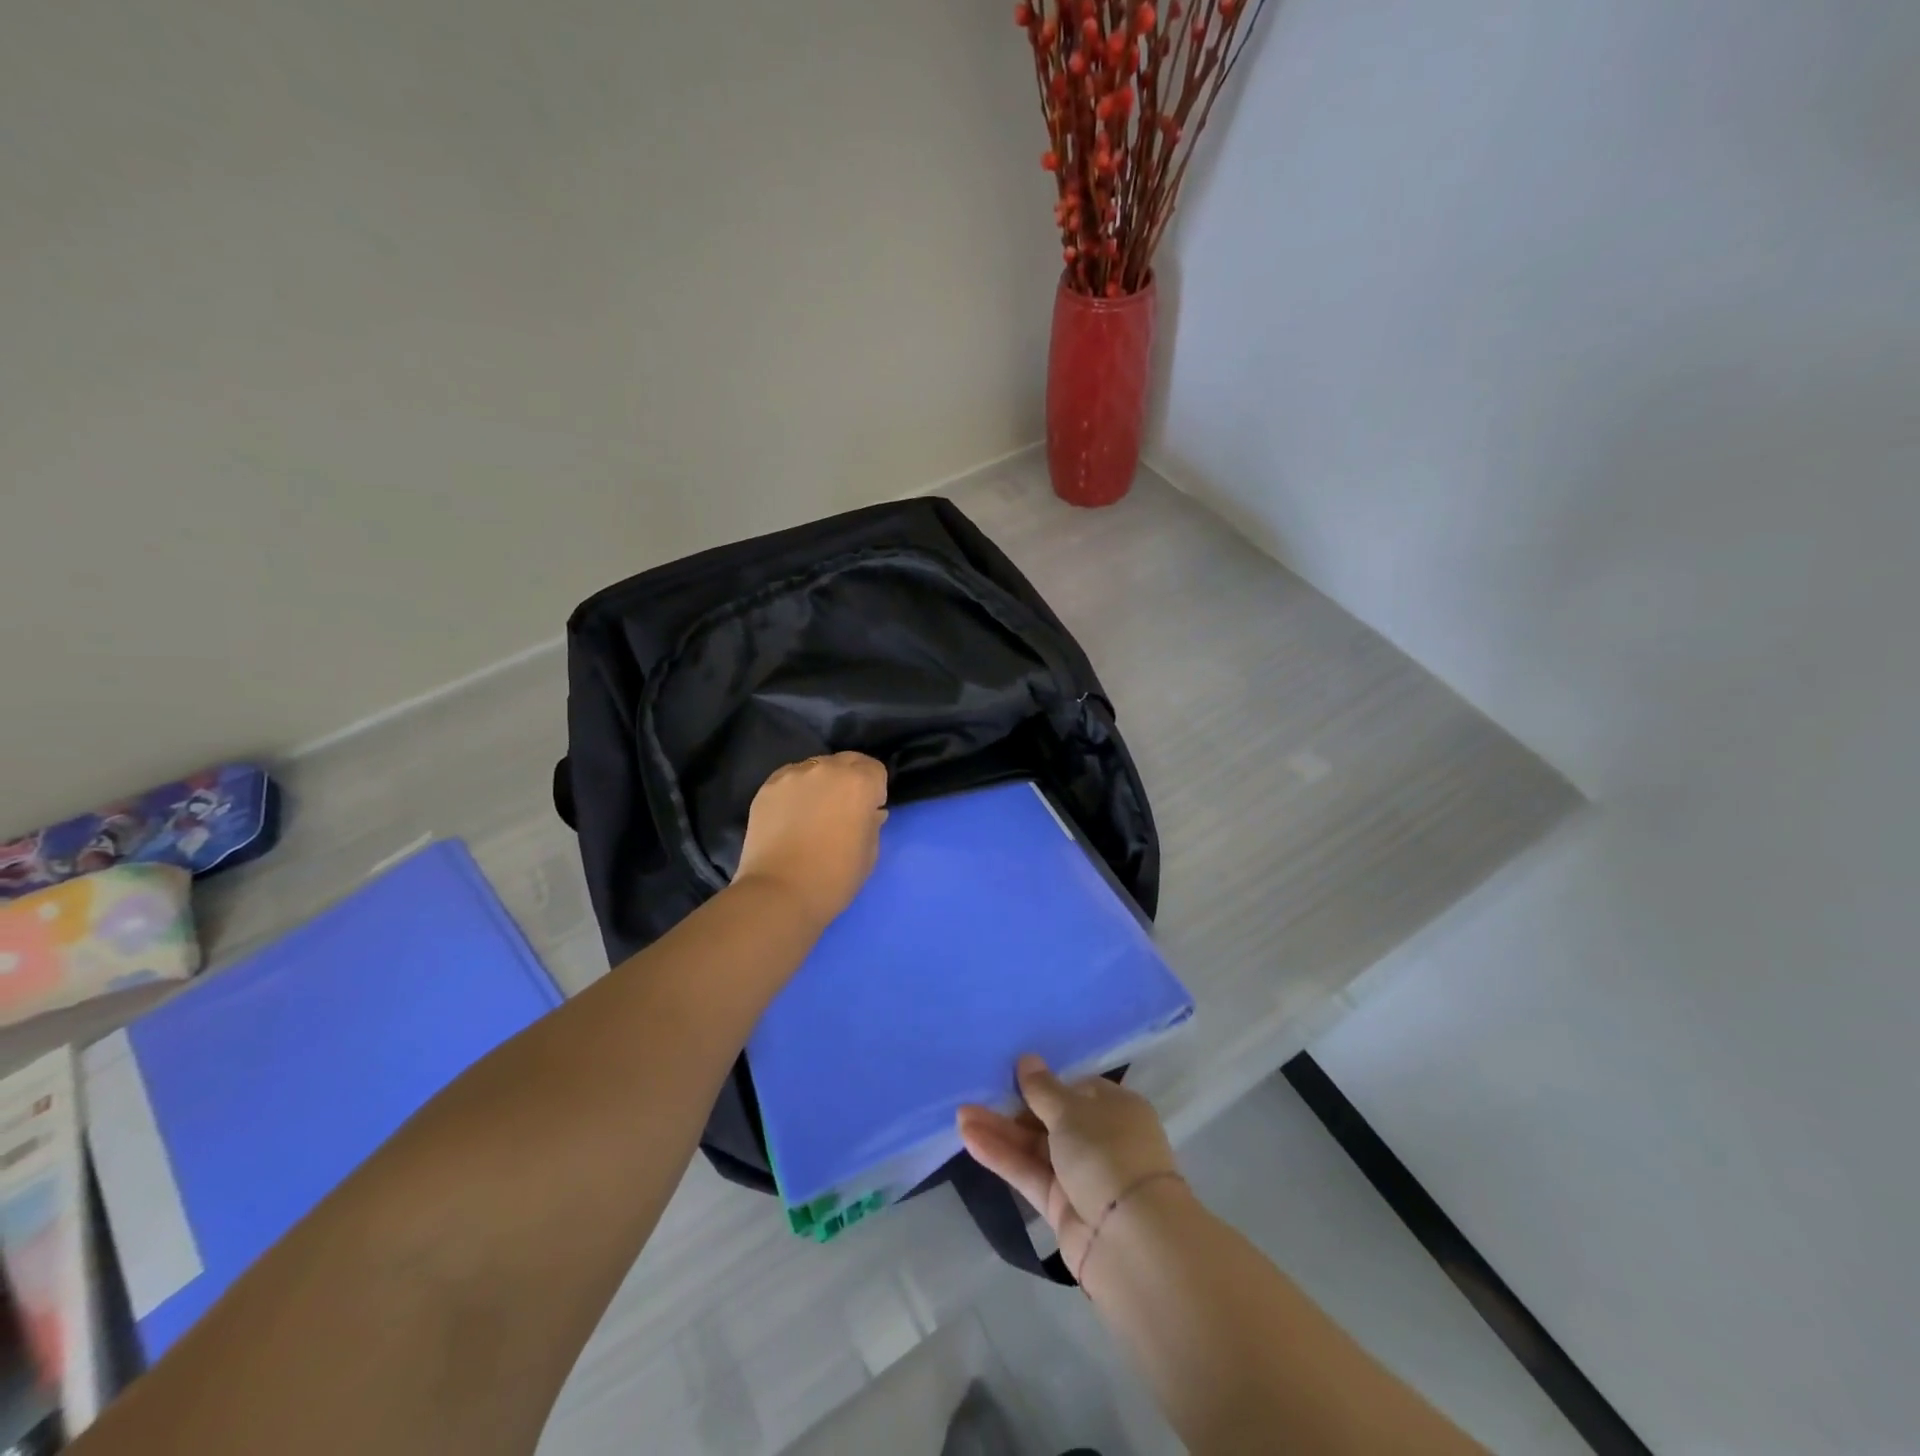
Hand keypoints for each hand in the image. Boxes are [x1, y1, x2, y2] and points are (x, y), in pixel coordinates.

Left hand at [733, 752, 888, 929]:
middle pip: (846, 761)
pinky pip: (789, 779)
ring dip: (821, 782)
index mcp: (859, 783)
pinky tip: (791, 815)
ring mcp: (793, 775)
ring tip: (813, 812)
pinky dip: (795, 790)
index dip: (875, 790)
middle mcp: (827, 769)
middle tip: (843, 809)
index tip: (868, 812)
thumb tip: (870, 812)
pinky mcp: (767, 787)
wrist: (779, 893)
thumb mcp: (869, 853)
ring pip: (815, 767)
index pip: (875, 769)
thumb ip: (872, 824)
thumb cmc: (834, 877)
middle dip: (850, 779)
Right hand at [958, 1055, 1181, 1282]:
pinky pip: (1029, 1174)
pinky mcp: (1062, 1207)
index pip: (1076, 1089)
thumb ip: (1042, 1088)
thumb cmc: (1107, 1153)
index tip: (1010, 1074)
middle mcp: (1102, 1139)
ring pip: (1036, 1147)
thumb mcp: (1071, 1110)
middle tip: (977, 1092)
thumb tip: (1027, 1059)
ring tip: (961, 1115)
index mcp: (1116, 1108)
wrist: (1131, 1240)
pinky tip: (970, 1139)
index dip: (1045, 1082)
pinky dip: (1003, 1157)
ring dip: (1001, 1131)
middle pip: (1052, 1118)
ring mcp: (1082, 1175)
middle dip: (1015, 1107)